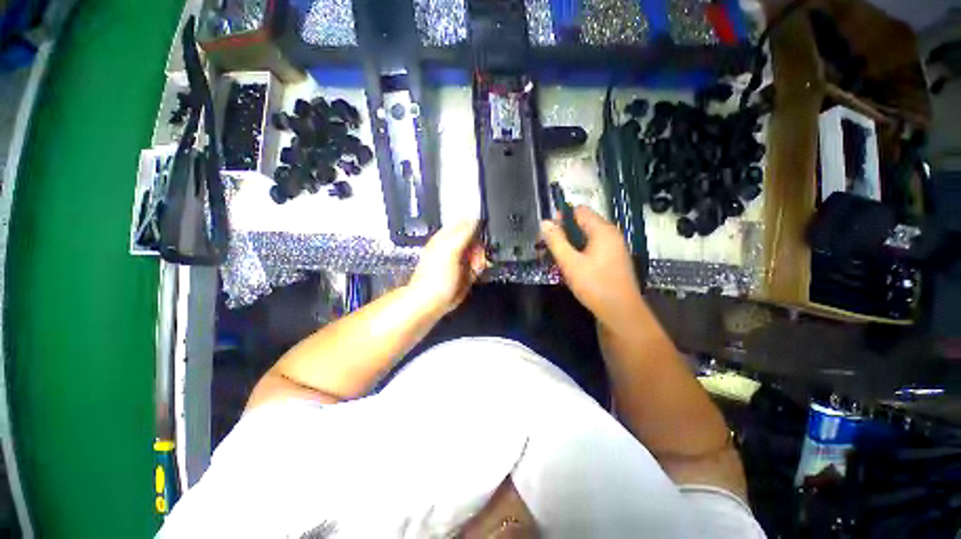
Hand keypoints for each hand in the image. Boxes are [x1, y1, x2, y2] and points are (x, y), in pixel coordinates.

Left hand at [409, 220, 486, 314]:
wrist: (432, 303)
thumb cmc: (434, 279)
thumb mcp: (450, 250)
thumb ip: (463, 232)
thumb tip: (474, 215)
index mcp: (447, 237)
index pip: (467, 222)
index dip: (478, 228)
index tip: (481, 238)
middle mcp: (454, 246)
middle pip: (476, 239)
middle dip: (480, 247)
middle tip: (475, 258)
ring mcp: (459, 260)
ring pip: (479, 253)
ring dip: (480, 260)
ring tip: (473, 268)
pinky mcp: (464, 271)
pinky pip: (478, 265)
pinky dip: (479, 269)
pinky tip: (473, 274)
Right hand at [540, 206, 644, 327]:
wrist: (620, 312)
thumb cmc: (595, 285)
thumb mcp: (570, 262)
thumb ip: (556, 241)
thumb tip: (544, 222)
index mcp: (602, 230)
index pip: (579, 211)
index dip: (561, 217)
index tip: (546, 231)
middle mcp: (610, 235)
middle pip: (582, 224)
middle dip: (563, 232)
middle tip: (545, 245)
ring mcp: (613, 248)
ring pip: (586, 238)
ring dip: (569, 243)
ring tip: (553, 256)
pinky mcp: (612, 260)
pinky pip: (592, 248)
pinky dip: (578, 252)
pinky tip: (568, 265)